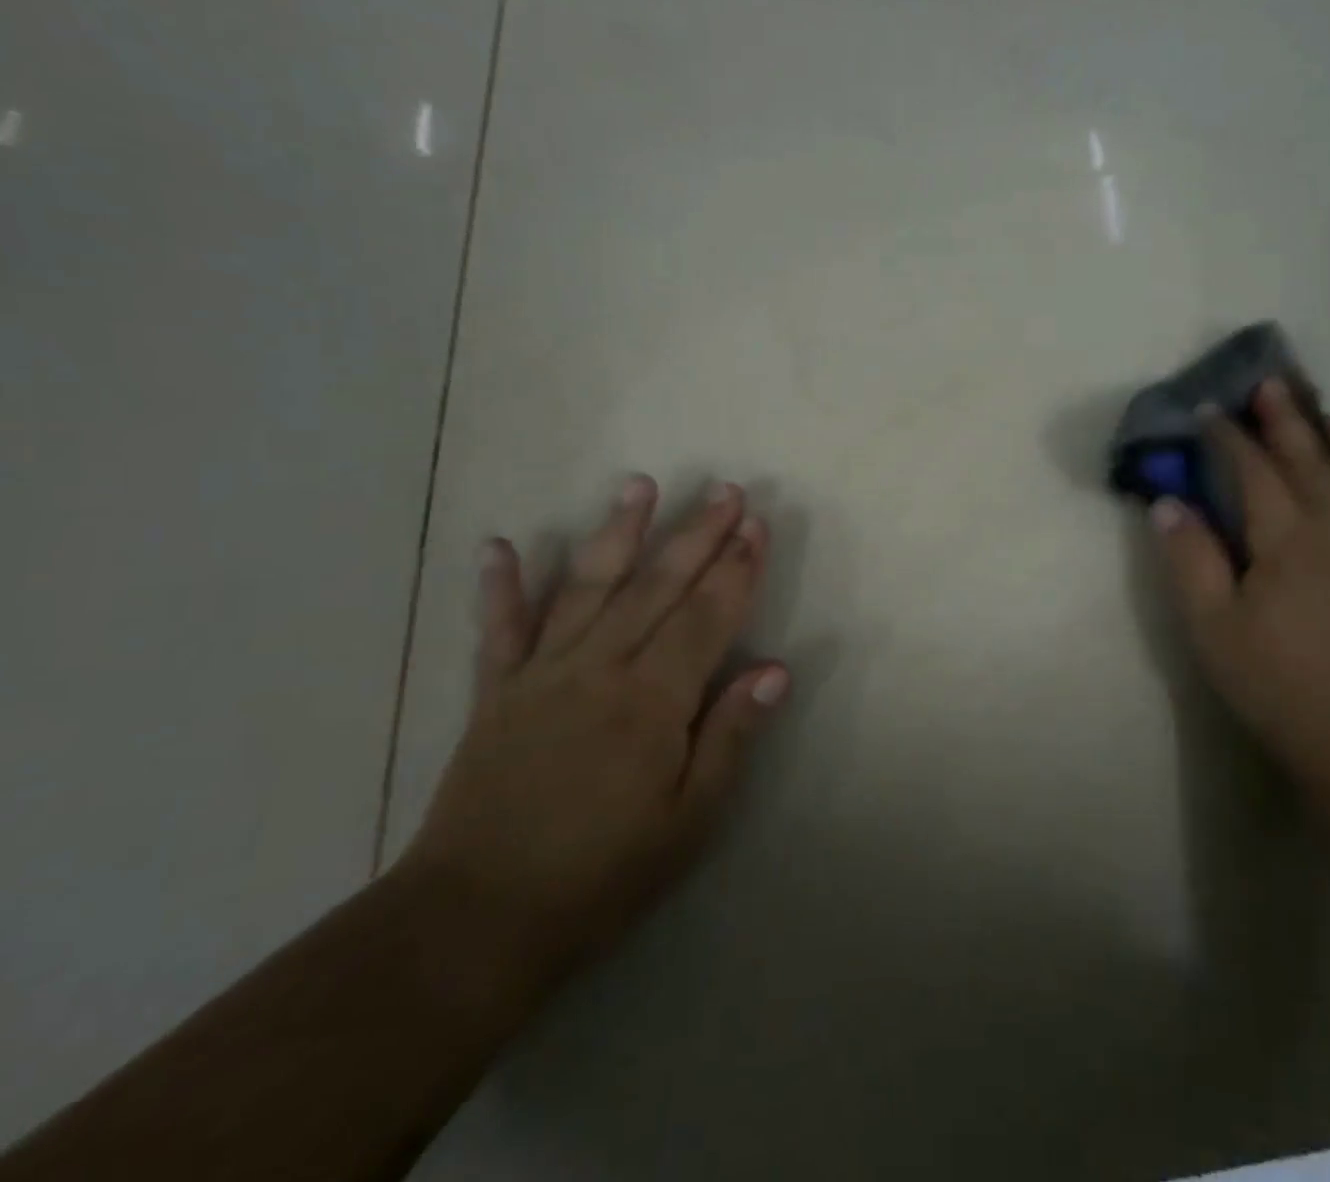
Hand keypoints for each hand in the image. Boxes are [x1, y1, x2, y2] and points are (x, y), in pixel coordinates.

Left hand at [401, 477, 787, 977]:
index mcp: (651, 701)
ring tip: (639, 485)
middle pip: (657, 586)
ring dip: (616, 532)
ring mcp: (541, 675)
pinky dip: (499, 586)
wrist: (473, 924)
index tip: (757, 524)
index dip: (736, 568)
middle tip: (724, 489)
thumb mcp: (688, 821)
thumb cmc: (600, 876)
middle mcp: (598, 670)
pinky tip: (498, 544)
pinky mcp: (495, 694)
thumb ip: (730, 737)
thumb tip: (775, 670)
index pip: (705, 616)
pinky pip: (499, 630)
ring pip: (586, 588)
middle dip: (697, 534)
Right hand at [1151, 381, 1329, 777]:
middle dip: (1288, 421)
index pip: (1255, 472)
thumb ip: (1189, 559)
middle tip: (1272, 385)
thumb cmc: (1273, 682)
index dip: (1230, 438)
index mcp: (1288, 540)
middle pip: (1314, 464)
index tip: (1211, 410)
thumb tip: (1167, 503)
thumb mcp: (1210, 625)